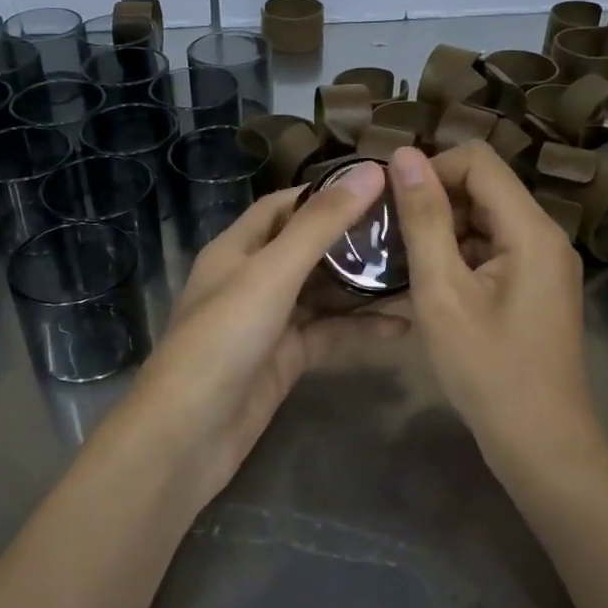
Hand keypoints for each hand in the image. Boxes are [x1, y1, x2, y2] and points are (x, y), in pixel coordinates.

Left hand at [123, 162, 408, 499]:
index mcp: (237, 248)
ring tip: (418, 270)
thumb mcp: (273, 273)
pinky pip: (328, 333)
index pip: (284, 205)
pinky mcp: (285, 359)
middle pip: (308, 247)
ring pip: (323, 293)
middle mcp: (252, 278)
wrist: (189, 435)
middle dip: (353, 238)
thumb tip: (370, 172)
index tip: (378, 184)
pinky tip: (404, 325)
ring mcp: (270, 321)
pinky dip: (361, 329)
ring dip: (363, 284)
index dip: (326, 192)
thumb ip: (321, 225)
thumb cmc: (223, 338)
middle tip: (411, 228)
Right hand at [388, 143, 605, 480]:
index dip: (430, 171)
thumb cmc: (488, 370)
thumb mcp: (443, 292)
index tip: (392, 206)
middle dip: (433, 204)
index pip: (477, 160)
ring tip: (402, 266)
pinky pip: (491, 250)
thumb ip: (424, 219)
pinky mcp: (534, 287)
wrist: (541, 444)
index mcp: (531, 229)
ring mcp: (542, 263)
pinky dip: (456, 258)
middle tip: (391, 241)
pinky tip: (427, 288)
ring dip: (441, 233)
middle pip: (482, 188)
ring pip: (483, 220)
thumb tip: (404, 155)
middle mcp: (545, 236)